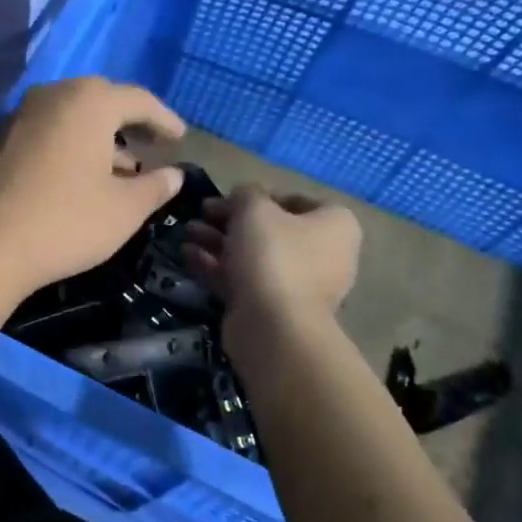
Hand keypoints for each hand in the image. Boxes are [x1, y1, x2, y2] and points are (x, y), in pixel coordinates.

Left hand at [0, 77, 186, 300]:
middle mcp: (54, 95)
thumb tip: (174, 175)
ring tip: (125, 167)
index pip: (139, 100)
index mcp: (89, 102)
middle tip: (153, 145)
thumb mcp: (124, 209)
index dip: (165, 119)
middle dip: (131, 122)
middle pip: (102, 99)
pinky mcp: (2, 138)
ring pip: (73, 115)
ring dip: (102, 135)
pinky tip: (84, 175)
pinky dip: (73, 143)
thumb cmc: (66, 222)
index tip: (181, 139)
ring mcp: (22, 115)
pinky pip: (50, 129)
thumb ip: (156, 187)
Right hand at [181, 185, 361, 336]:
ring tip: (187, 231)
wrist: (274, 328)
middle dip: (231, 219)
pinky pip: (243, 279)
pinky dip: (217, 266)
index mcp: (334, 225)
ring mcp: (298, 284)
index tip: (227, 196)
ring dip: (219, 240)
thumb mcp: (255, 208)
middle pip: (270, 228)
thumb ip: (246, 193)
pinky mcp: (273, 308)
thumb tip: (243, 196)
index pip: (294, 199)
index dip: (258, 194)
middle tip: (201, 212)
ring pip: (253, 254)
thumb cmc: (273, 255)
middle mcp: (324, 254)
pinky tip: (187, 255)